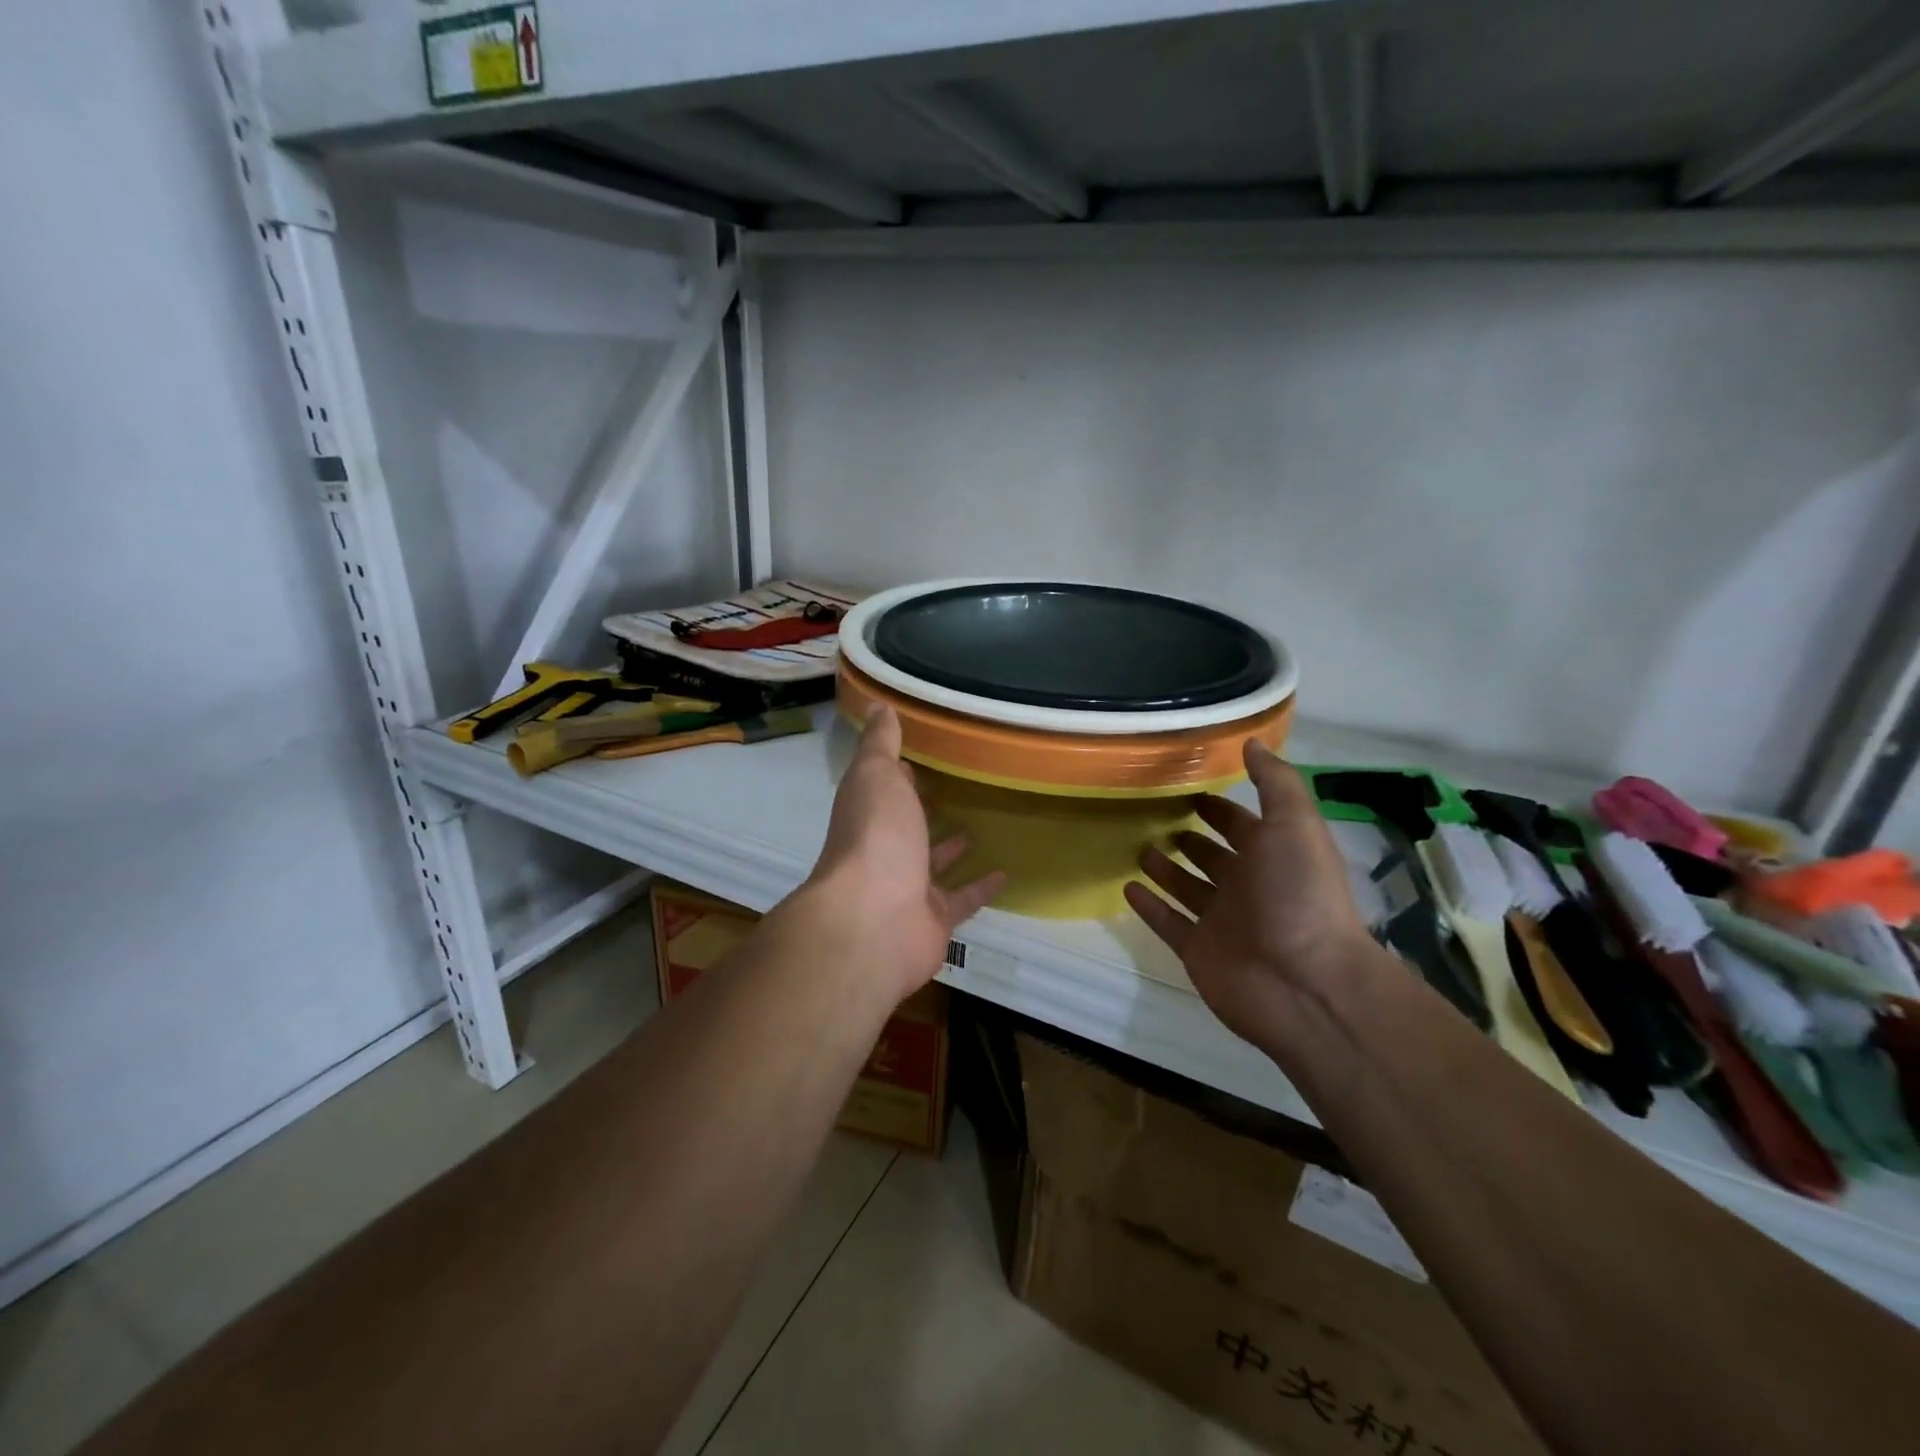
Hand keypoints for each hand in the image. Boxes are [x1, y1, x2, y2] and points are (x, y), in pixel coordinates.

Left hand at [802, 705, 1005, 999]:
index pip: (883, 788)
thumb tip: (878, 705)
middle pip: (906, 827)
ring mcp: (908, 887)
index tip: (922, 756)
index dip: (898, 773)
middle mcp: (885, 850)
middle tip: (957, 789)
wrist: (875, 920)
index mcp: (869, 814)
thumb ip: (881, 744)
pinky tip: (1005, 873)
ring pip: (933, 864)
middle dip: (923, 810)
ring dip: (950, 848)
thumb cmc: (876, 837)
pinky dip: (981, 887)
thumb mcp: (876, 776)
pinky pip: (962, 898)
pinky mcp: (935, 918)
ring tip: (980, 824)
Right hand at [1125, 741, 1374, 1051]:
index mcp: (1272, 855)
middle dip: (1189, 836)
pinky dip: (1149, 907)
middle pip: (1212, 856)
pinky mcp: (1198, 950)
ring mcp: (1221, 920)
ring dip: (1165, 869)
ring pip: (1187, 888)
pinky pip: (1168, 923)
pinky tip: (1127, 887)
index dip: (1219, 807)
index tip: (1188, 787)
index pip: (1241, 824)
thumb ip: (1275, 783)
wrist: (1303, 983)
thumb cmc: (1299, 895)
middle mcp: (1247, 886)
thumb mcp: (1295, 825)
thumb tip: (1253, 741)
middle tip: (1154, 815)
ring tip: (1137, 846)